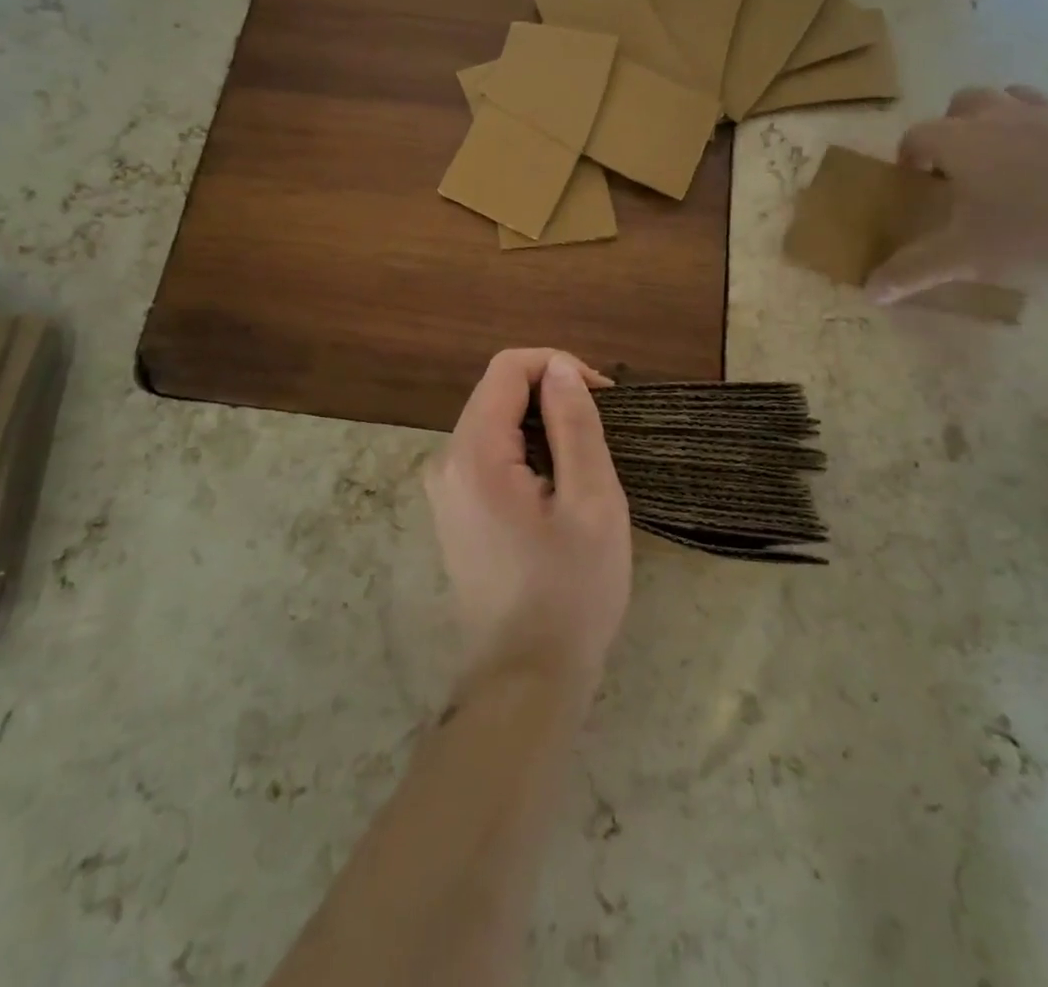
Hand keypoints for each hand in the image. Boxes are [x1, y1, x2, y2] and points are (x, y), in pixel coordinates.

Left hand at [425, 350, 630, 702]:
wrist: (527, 681)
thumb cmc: (570, 592)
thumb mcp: (591, 502)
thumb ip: (575, 425)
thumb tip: (560, 368)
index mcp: (474, 454)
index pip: (507, 368)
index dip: (557, 367)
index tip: (602, 398)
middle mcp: (446, 462)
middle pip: (497, 393)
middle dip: (551, 395)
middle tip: (602, 432)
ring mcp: (445, 490)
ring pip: (495, 423)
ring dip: (542, 425)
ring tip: (587, 461)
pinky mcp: (454, 511)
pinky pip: (489, 455)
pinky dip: (527, 452)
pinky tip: (559, 487)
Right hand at [868, 84, 1047, 300]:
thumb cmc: (1033, 236)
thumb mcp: (962, 260)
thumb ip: (911, 272)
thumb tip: (870, 292)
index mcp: (962, 142)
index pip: (918, 134)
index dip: (908, 155)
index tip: (912, 181)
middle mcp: (1004, 119)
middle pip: (966, 101)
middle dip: (952, 126)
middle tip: (955, 166)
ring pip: (1019, 97)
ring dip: (1003, 117)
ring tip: (1003, 156)